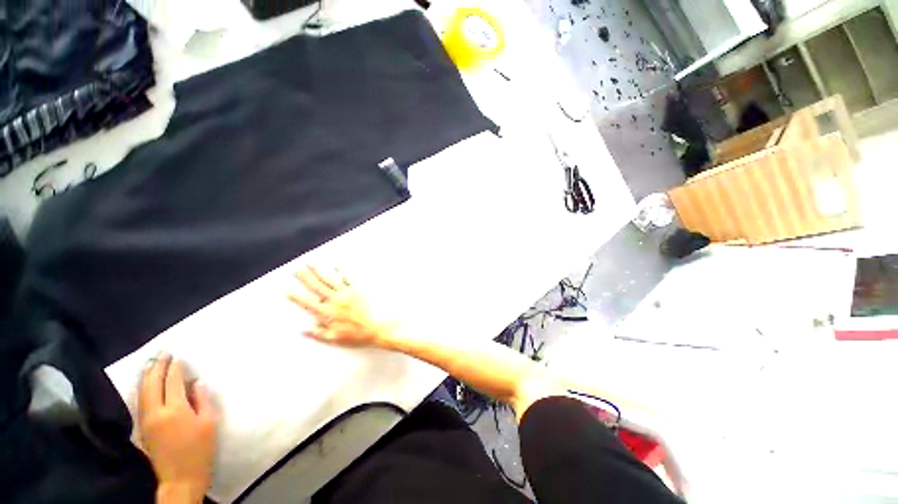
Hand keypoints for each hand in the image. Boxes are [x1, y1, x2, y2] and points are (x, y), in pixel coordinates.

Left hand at [138, 354, 217, 503]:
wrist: (181, 478)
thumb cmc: (201, 449)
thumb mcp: (209, 423)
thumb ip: (202, 400)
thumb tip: (197, 383)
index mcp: (175, 410)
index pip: (172, 382)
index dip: (174, 368)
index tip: (177, 357)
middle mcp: (155, 412)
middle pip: (152, 384)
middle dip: (156, 367)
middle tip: (162, 353)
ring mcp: (145, 421)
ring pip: (141, 393)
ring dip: (146, 376)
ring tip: (150, 364)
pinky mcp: (142, 429)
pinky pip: (139, 403)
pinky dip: (142, 390)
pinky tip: (144, 385)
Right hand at [288, 266, 392, 347]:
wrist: (379, 327)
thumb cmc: (359, 335)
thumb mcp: (336, 339)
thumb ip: (318, 333)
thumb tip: (303, 329)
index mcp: (328, 314)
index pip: (308, 304)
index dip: (297, 298)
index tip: (288, 291)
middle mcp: (335, 301)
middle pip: (317, 287)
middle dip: (305, 277)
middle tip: (296, 269)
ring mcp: (347, 293)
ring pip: (329, 279)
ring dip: (319, 270)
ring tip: (310, 263)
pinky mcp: (358, 290)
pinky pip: (348, 278)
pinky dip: (341, 272)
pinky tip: (336, 266)